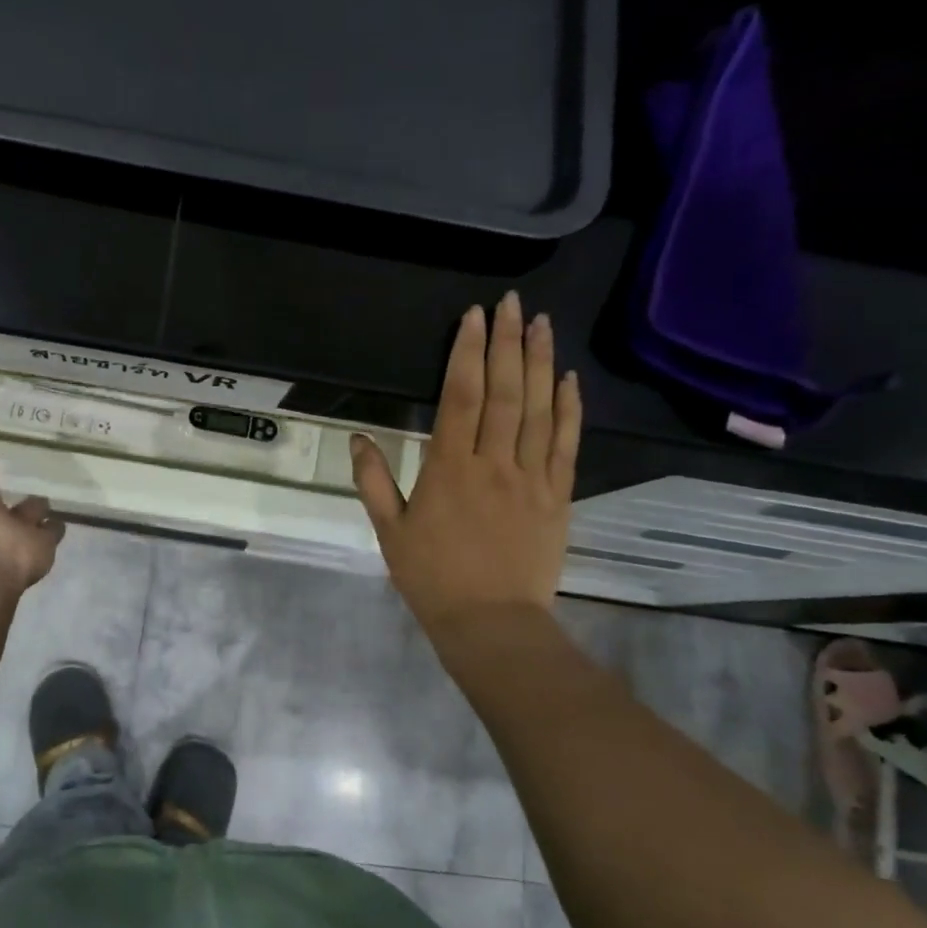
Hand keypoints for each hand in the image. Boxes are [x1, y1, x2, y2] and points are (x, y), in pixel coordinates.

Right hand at [350, 293, 580, 627]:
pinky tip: (568, 379)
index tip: (473, 317)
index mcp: (449, 469)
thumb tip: (357, 438)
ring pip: (539, 409)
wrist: (491, 623)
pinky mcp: (557, 496)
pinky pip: (566, 444)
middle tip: (511, 304)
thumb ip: (374, 482)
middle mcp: (493, 463)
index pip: (461, 397)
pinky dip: (569, 408)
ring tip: (541, 324)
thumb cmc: (432, 579)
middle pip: (504, 392)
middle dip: (505, 343)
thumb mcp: (390, 533)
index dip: (466, 353)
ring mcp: (531, 478)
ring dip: (540, 362)